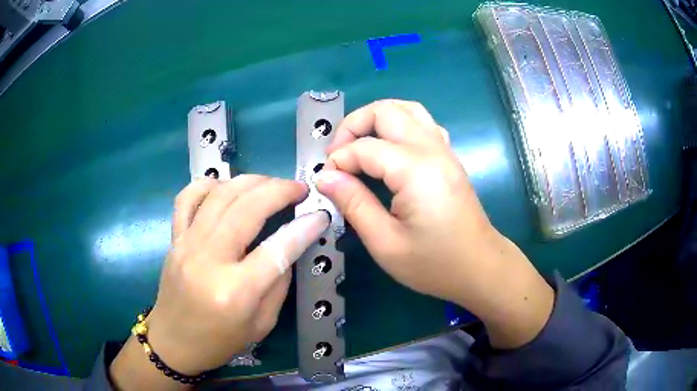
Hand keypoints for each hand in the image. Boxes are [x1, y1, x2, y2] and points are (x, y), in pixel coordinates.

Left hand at [111, 176, 328, 388]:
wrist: (174, 342)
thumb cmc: (220, 342)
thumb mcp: (262, 324)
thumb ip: (278, 283)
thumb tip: (290, 245)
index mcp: (235, 292)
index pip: (277, 249)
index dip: (304, 228)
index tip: (320, 215)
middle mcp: (208, 260)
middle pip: (247, 209)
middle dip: (280, 191)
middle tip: (299, 189)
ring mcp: (186, 244)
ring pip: (220, 195)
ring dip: (251, 181)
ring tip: (271, 183)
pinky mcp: (174, 238)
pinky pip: (187, 198)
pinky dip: (209, 184)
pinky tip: (226, 186)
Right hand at [316, 100, 553, 348]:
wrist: (480, 267)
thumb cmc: (435, 264)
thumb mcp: (386, 243)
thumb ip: (353, 204)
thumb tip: (326, 177)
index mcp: (417, 171)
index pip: (365, 147)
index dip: (338, 161)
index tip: (325, 182)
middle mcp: (433, 150)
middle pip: (386, 111)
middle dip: (353, 126)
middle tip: (338, 156)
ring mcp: (445, 150)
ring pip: (406, 109)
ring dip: (376, 119)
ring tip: (358, 146)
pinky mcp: (449, 156)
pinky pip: (421, 123)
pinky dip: (398, 124)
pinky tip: (388, 149)